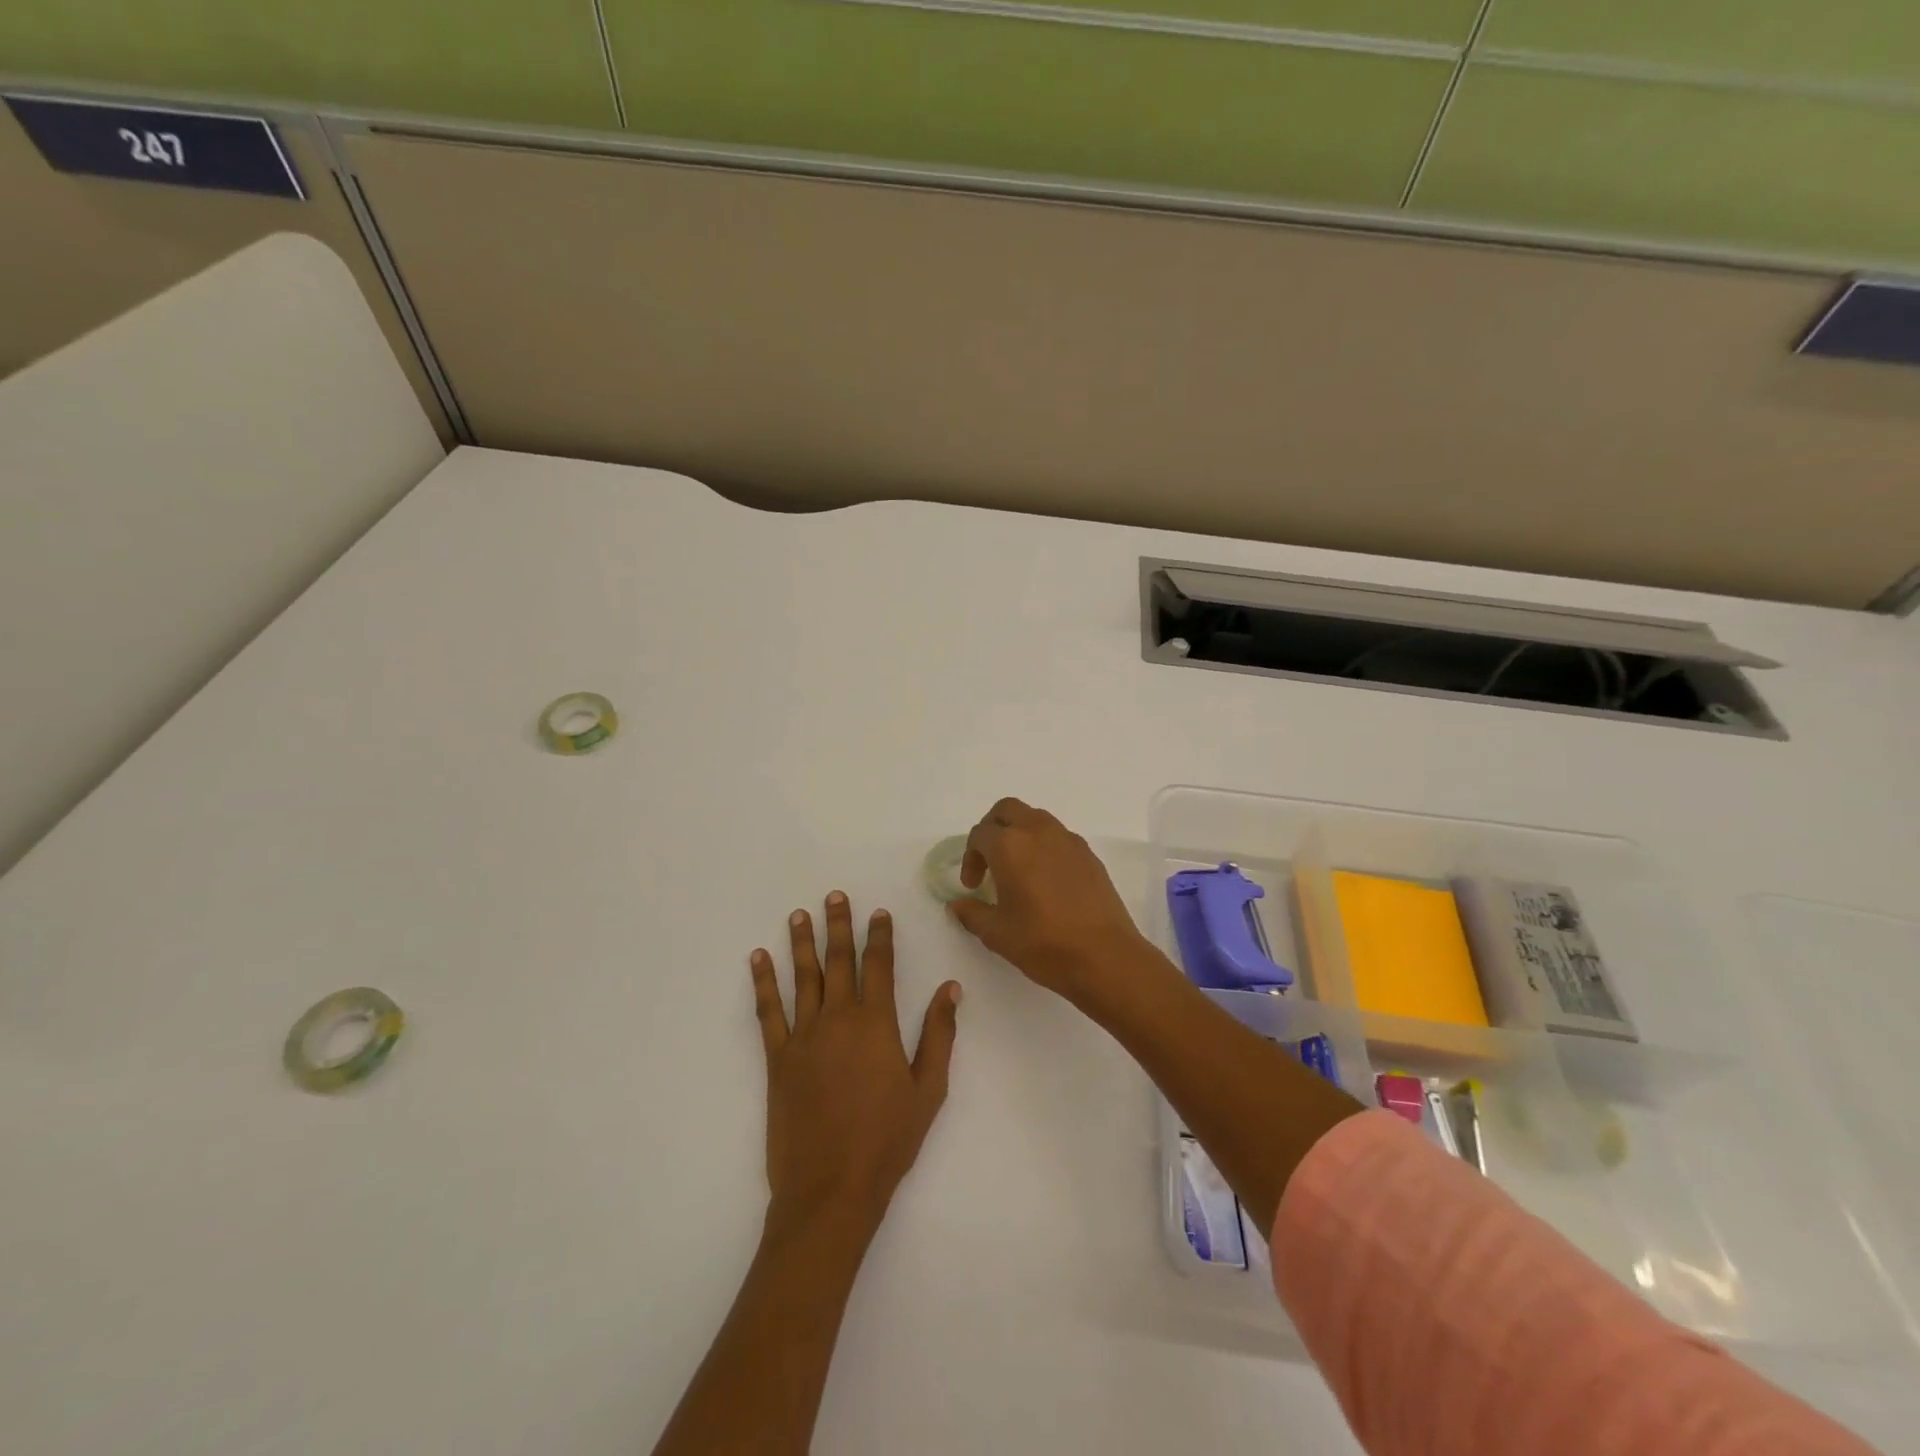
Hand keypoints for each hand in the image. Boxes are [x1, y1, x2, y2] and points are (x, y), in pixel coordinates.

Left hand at [751, 892, 961, 1235]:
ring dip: (801, 943)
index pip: (880, 966)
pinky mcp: (777, 1058)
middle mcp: (839, 1019)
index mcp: (877, 1024)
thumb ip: (939, 1034)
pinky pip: (769, 1011)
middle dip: (838, 926)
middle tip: (834, 896)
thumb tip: (950, 988)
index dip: (880, 936)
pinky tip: (758, 959)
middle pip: (839, 961)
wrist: (831, 1189)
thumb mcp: (928, 1090)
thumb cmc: (887, 1141)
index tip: (878, 912)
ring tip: (798, 914)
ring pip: (803, 977)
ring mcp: (804, 1036)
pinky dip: (764, 983)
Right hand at [947, 798, 1156, 1000]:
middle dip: (992, 830)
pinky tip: (1045, 880)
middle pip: (1007, 810)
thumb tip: (958, 904)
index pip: (980, 834)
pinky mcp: (1088, 854)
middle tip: (988, 861)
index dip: (970, 858)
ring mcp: (1068, 840)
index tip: (973, 886)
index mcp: (1010, 845)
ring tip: (1017, 869)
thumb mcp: (997, 933)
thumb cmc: (1044, 943)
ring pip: (1035, 818)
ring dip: (1019, 834)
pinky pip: (1058, 836)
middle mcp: (1038, 831)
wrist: (1105, 957)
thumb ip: (972, 913)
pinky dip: (1043, 846)